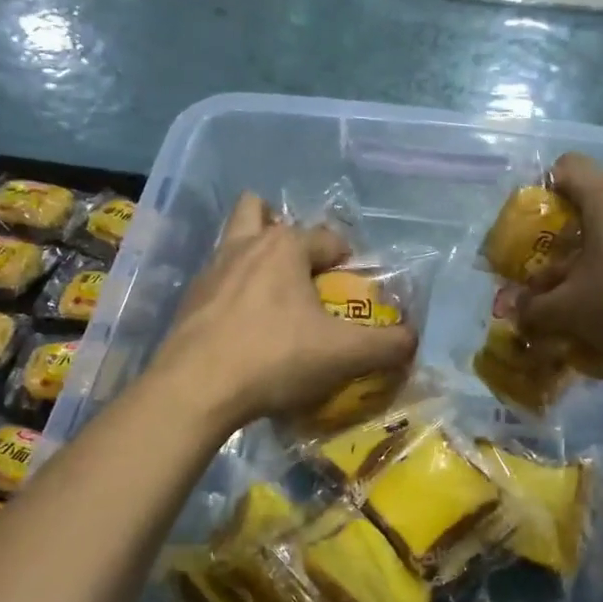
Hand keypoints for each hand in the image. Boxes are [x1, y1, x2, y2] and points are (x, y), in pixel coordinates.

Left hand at [152, 193, 416, 429]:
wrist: (196, 388)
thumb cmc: (275, 358)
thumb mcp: (344, 355)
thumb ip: (387, 345)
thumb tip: (413, 339)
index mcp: (285, 247)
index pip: (328, 238)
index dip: (348, 261)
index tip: (352, 290)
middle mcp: (244, 245)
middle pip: (260, 212)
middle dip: (281, 229)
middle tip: (300, 269)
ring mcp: (210, 271)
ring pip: (232, 242)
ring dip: (252, 256)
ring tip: (272, 295)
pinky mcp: (188, 301)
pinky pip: (216, 281)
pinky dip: (231, 292)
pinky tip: (242, 326)